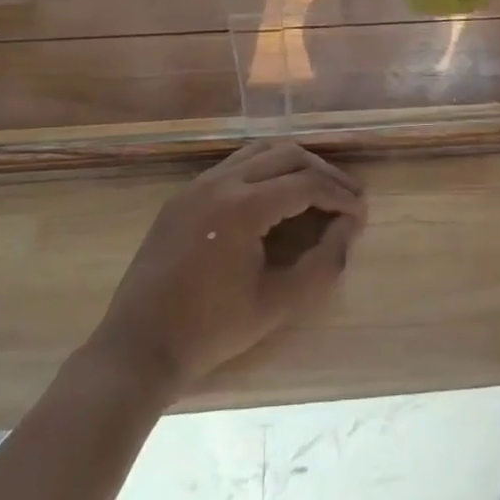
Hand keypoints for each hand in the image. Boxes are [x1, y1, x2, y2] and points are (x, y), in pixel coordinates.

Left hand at [89, 141, 364, 393]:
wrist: (138, 347)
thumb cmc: (211, 330)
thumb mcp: (277, 304)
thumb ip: (323, 264)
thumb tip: (351, 228)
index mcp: (243, 206)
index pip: (306, 183)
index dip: (340, 195)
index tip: (361, 214)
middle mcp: (221, 181)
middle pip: (286, 154)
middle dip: (322, 172)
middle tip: (347, 196)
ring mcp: (198, 184)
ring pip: (258, 152)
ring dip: (293, 164)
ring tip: (318, 188)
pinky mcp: (184, 195)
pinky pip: (234, 165)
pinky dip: (264, 170)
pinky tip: (276, 195)